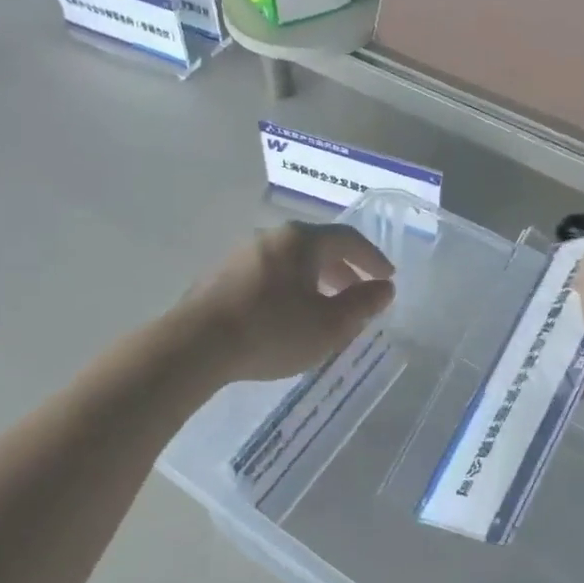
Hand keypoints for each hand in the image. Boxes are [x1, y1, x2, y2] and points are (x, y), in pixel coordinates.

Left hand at [184, 223, 396, 383]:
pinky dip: (289, 288)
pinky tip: (287, 315)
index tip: (387, 278)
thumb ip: (363, 304)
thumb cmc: (273, 331)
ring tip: (324, 308)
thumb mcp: (330, 325)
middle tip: (358, 295)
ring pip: (291, 261)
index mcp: (302, 240)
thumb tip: (384, 288)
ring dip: (315, 280)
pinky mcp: (220, 276)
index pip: (348, 238)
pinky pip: (268, 274)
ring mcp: (241, 254)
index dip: (372, 258)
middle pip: (317, 246)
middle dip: (343, 270)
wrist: (196, 345)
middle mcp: (271, 237)